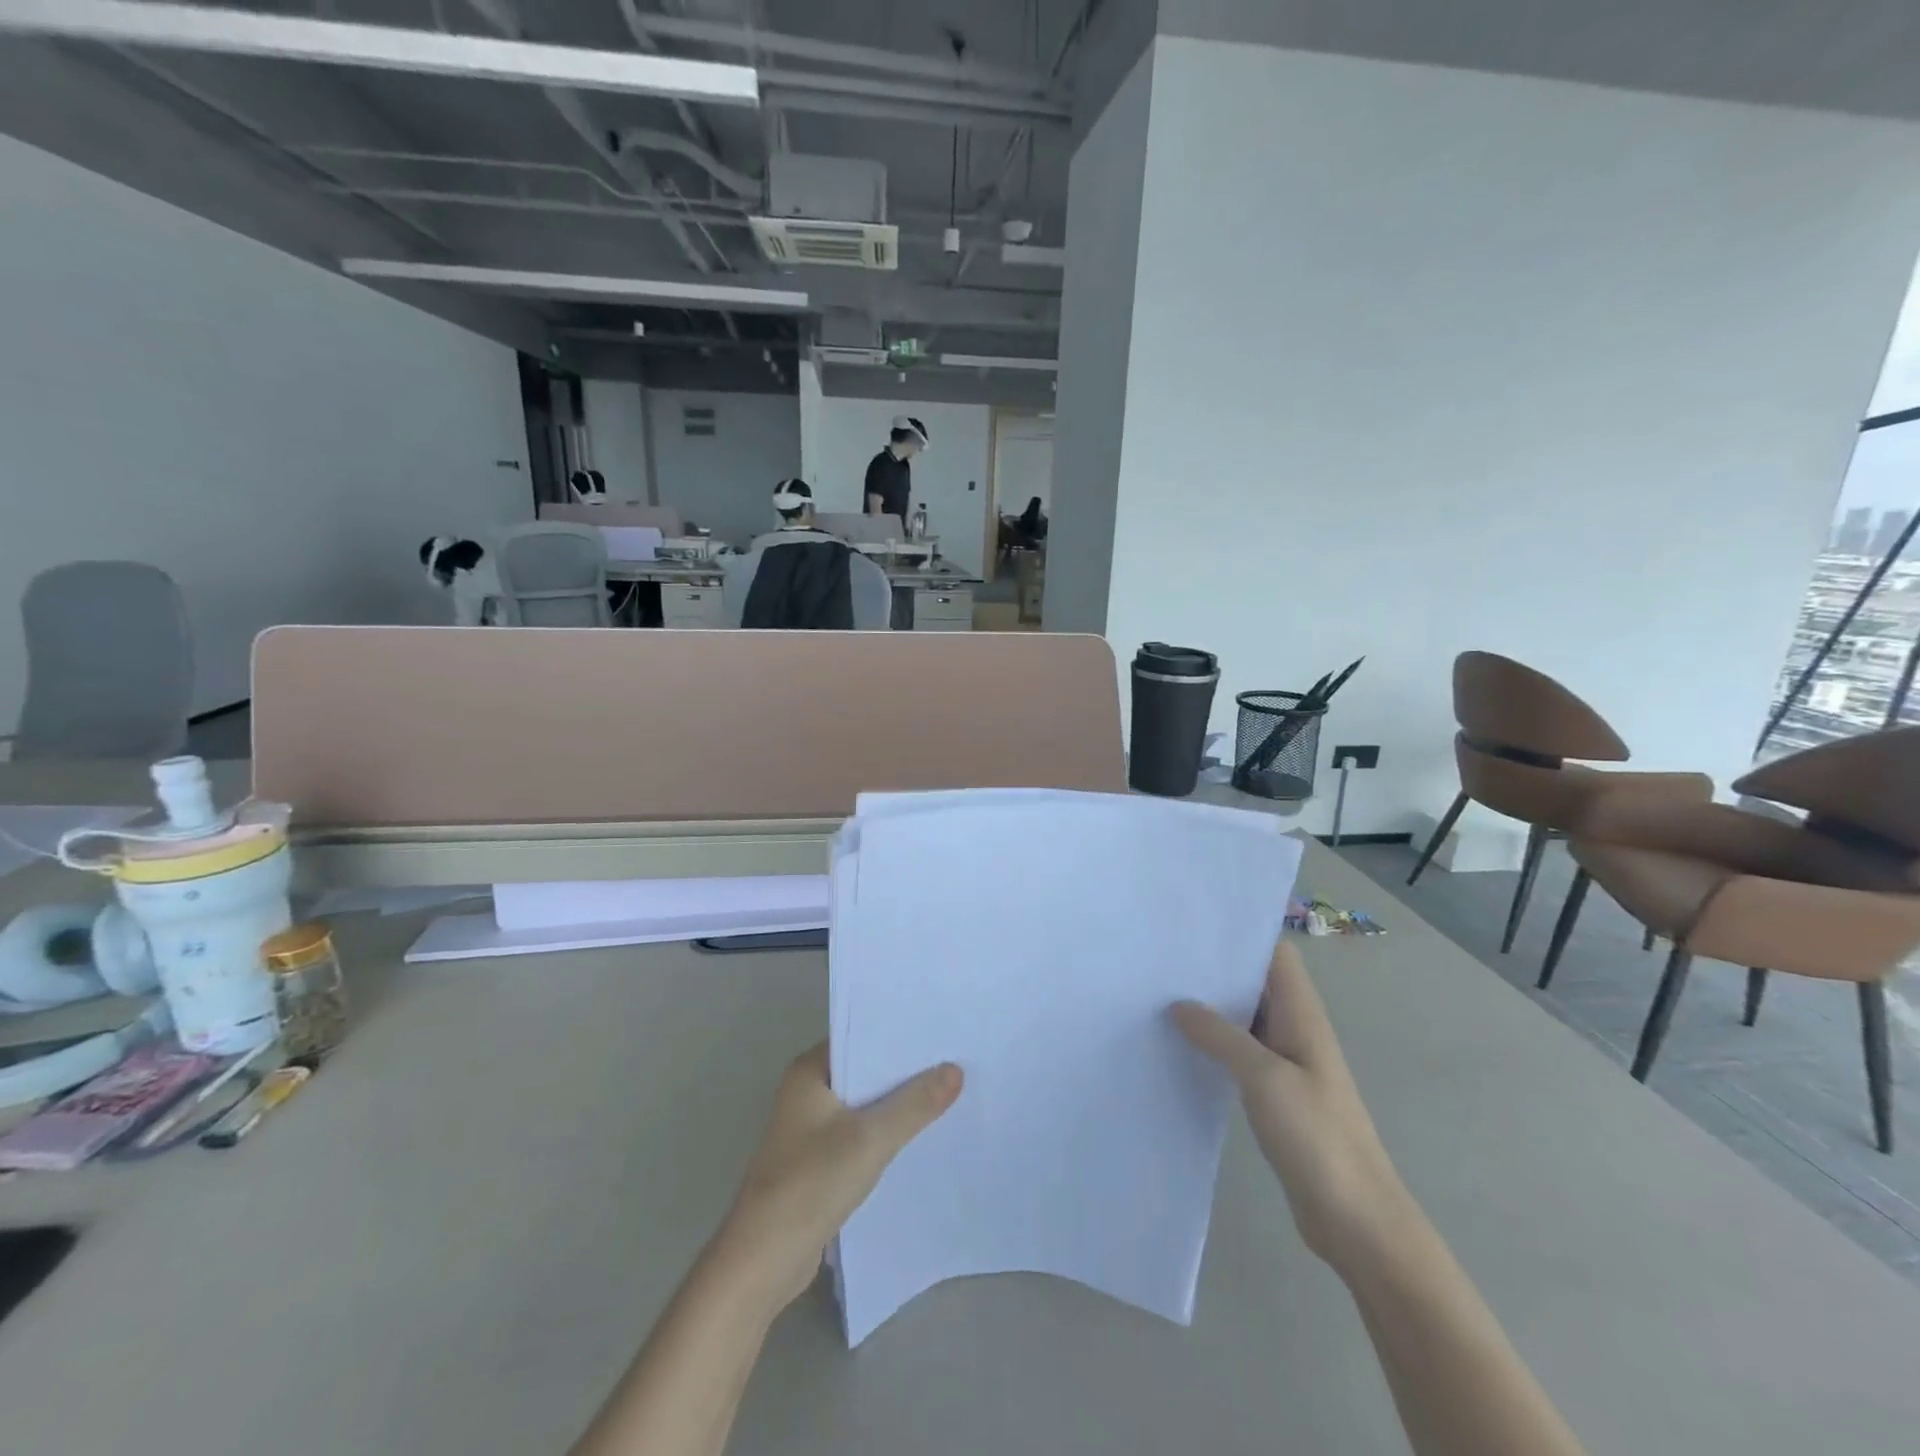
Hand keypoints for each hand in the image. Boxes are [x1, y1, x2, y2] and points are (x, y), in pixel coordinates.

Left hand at [715, 1044, 962, 1310]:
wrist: (762, 1262)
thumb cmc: (810, 1184)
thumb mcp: (870, 1139)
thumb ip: (915, 1104)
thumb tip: (956, 1069)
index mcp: (808, 1072)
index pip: (860, 1036)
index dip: (898, 1034)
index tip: (940, 1030)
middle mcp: (806, 1091)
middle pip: (864, 1070)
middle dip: (903, 1069)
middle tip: (954, 1059)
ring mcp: (809, 1128)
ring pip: (863, 1104)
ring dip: (896, 1103)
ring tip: (946, 1092)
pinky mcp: (817, 1161)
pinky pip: (859, 1133)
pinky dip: (884, 1132)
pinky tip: (918, 1136)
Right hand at [1174, 941, 1410, 1271]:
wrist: (1357, 1220)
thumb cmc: (1317, 1137)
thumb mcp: (1264, 1078)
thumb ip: (1220, 1035)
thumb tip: (1179, 1004)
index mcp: (1301, 1015)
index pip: (1275, 954)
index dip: (1241, 934)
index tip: (1194, 925)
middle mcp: (1294, 1029)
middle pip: (1255, 982)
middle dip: (1215, 967)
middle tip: (1163, 957)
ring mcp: (1285, 1062)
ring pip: (1243, 1017)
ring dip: (1210, 1006)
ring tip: (1159, 992)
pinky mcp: (1274, 1093)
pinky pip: (1239, 1052)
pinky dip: (1213, 1042)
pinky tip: (1179, 1043)